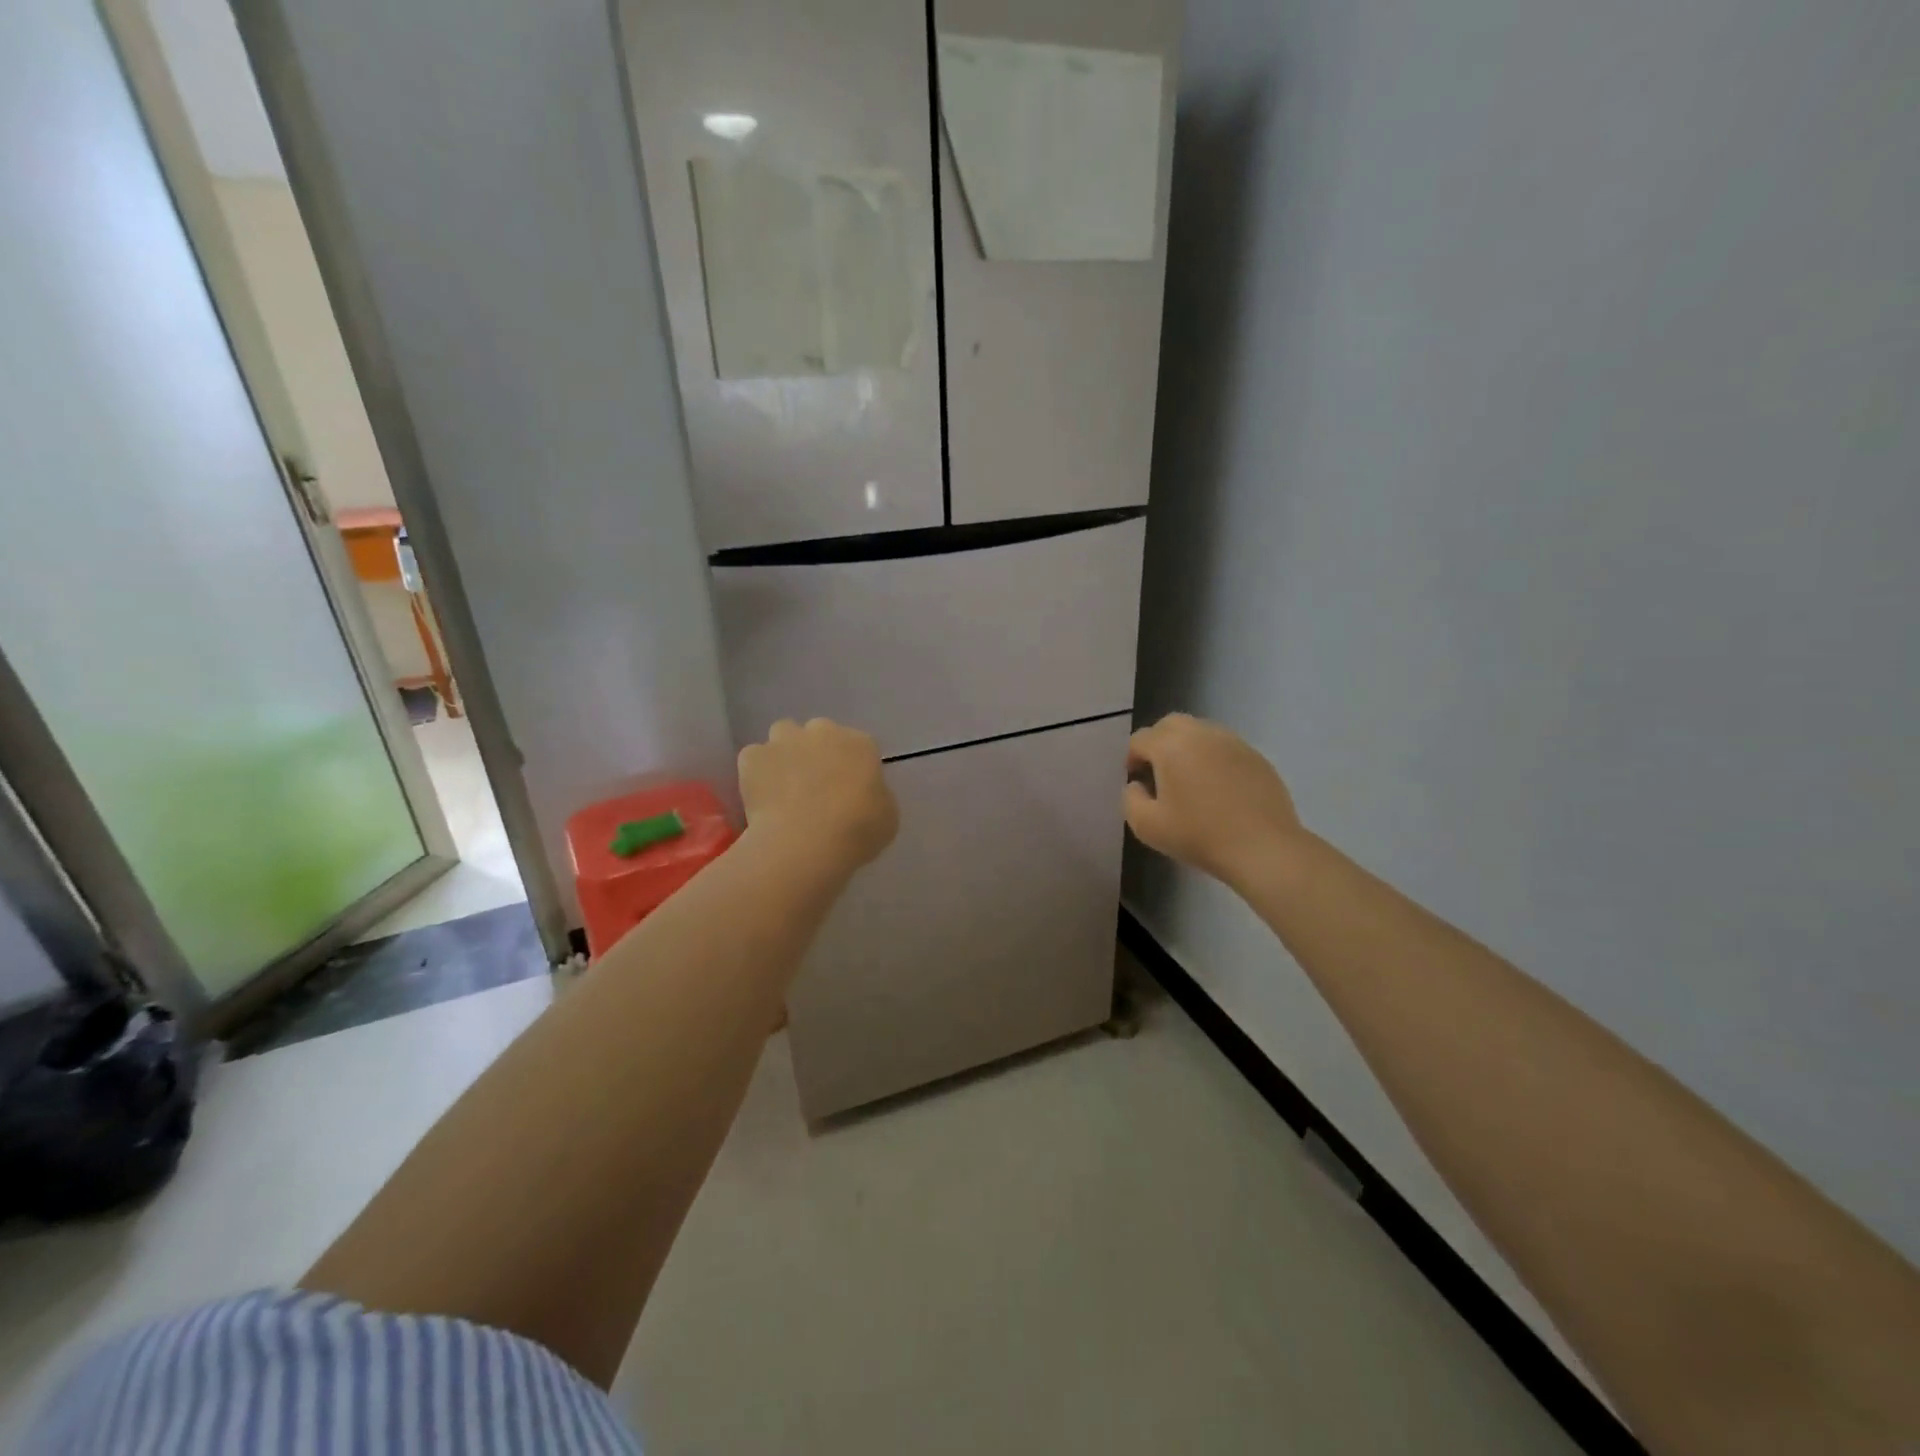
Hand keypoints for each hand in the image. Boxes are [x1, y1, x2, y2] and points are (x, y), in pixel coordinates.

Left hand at [738, 718, 897, 872]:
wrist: (807, 841)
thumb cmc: (857, 830)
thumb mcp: (887, 816)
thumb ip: (875, 796)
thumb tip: (863, 795)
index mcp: (860, 744)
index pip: (858, 745)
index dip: (851, 766)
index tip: (848, 789)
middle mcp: (823, 731)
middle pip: (819, 732)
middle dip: (816, 751)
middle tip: (815, 785)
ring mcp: (785, 740)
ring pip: (783, 735)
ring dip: (785, 753)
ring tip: (784, 785)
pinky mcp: (754, 756)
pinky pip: (754, 758)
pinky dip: (757, 772)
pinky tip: (761, 796)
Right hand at [1124, 713, 1304, 886]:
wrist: (1263, 848)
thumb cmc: (1199, 836)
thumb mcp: (1146, 826)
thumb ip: (1130, 799)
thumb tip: (1138, 785)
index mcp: (1171, 746)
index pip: (1140, 739)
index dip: (1132, 758)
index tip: (1137, 781)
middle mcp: (1201, 734)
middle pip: (1170, 724)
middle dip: (1158, 743)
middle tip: (1159, 773)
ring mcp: (1233, 742)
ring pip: (1200, 732)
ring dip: (1187, 748)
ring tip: (1189, 780)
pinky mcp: (1256, 756)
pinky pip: (1225, 747)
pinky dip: (1213, 759)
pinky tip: (1218, 789)